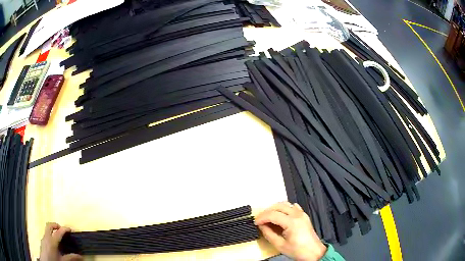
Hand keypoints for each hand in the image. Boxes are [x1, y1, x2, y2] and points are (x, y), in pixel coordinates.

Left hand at [40, 222, 82, 260]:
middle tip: (61, 229)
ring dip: (52, 230)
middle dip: (55, 225)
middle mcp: (46, 237)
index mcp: (52, 241)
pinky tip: (54, 244)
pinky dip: (50, 236)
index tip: (69, 229)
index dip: (64, 229)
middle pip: (49, 225)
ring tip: (58, 237)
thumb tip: (80, 256)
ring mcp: (43, 239)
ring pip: (47, 230)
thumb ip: (70, 257)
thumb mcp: (63, 260)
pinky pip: (46, 235)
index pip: (58, 232)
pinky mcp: (42, 242)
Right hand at [255, 202, 326, 260]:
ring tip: (268, 218)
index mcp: (291, 222)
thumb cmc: (297, 250)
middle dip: (267, 211)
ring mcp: (302, 213)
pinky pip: (293, 206)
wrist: (314, 252)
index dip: (262, 218)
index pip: (273, 214)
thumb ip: (269, 234)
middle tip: (260, 220)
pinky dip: (284, 208)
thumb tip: (261, 226)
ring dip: (275, 209)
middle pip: (278, 206)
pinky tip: (280, 216)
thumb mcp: (280, 245)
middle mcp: (297, 214)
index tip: (255, 223)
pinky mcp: (304, 215)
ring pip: (285, 204)